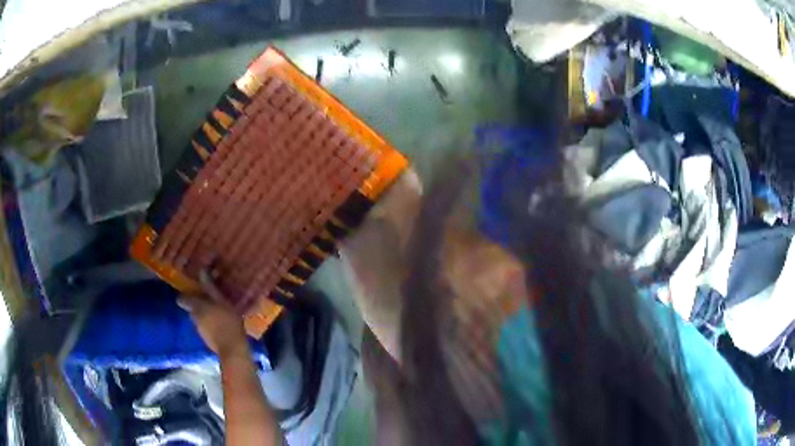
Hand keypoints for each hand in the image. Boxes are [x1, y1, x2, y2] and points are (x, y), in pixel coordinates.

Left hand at [178, 270, 248, 359]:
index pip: (182, 299)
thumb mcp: (222, 301)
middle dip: (198, 305)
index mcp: (197, 307)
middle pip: (191, 309)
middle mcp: (194, 318)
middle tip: (209, 301)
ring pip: (199, 319)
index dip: (185, 295)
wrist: (232, 350)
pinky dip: (211, 325)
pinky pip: (206, 328)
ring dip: (205, 315)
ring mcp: (200, 331)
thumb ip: (211, 288)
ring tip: (218, 313)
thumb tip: (202, 270)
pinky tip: (222, 325)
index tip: (191, 290)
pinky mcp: (207, 340)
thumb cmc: (228, 322)